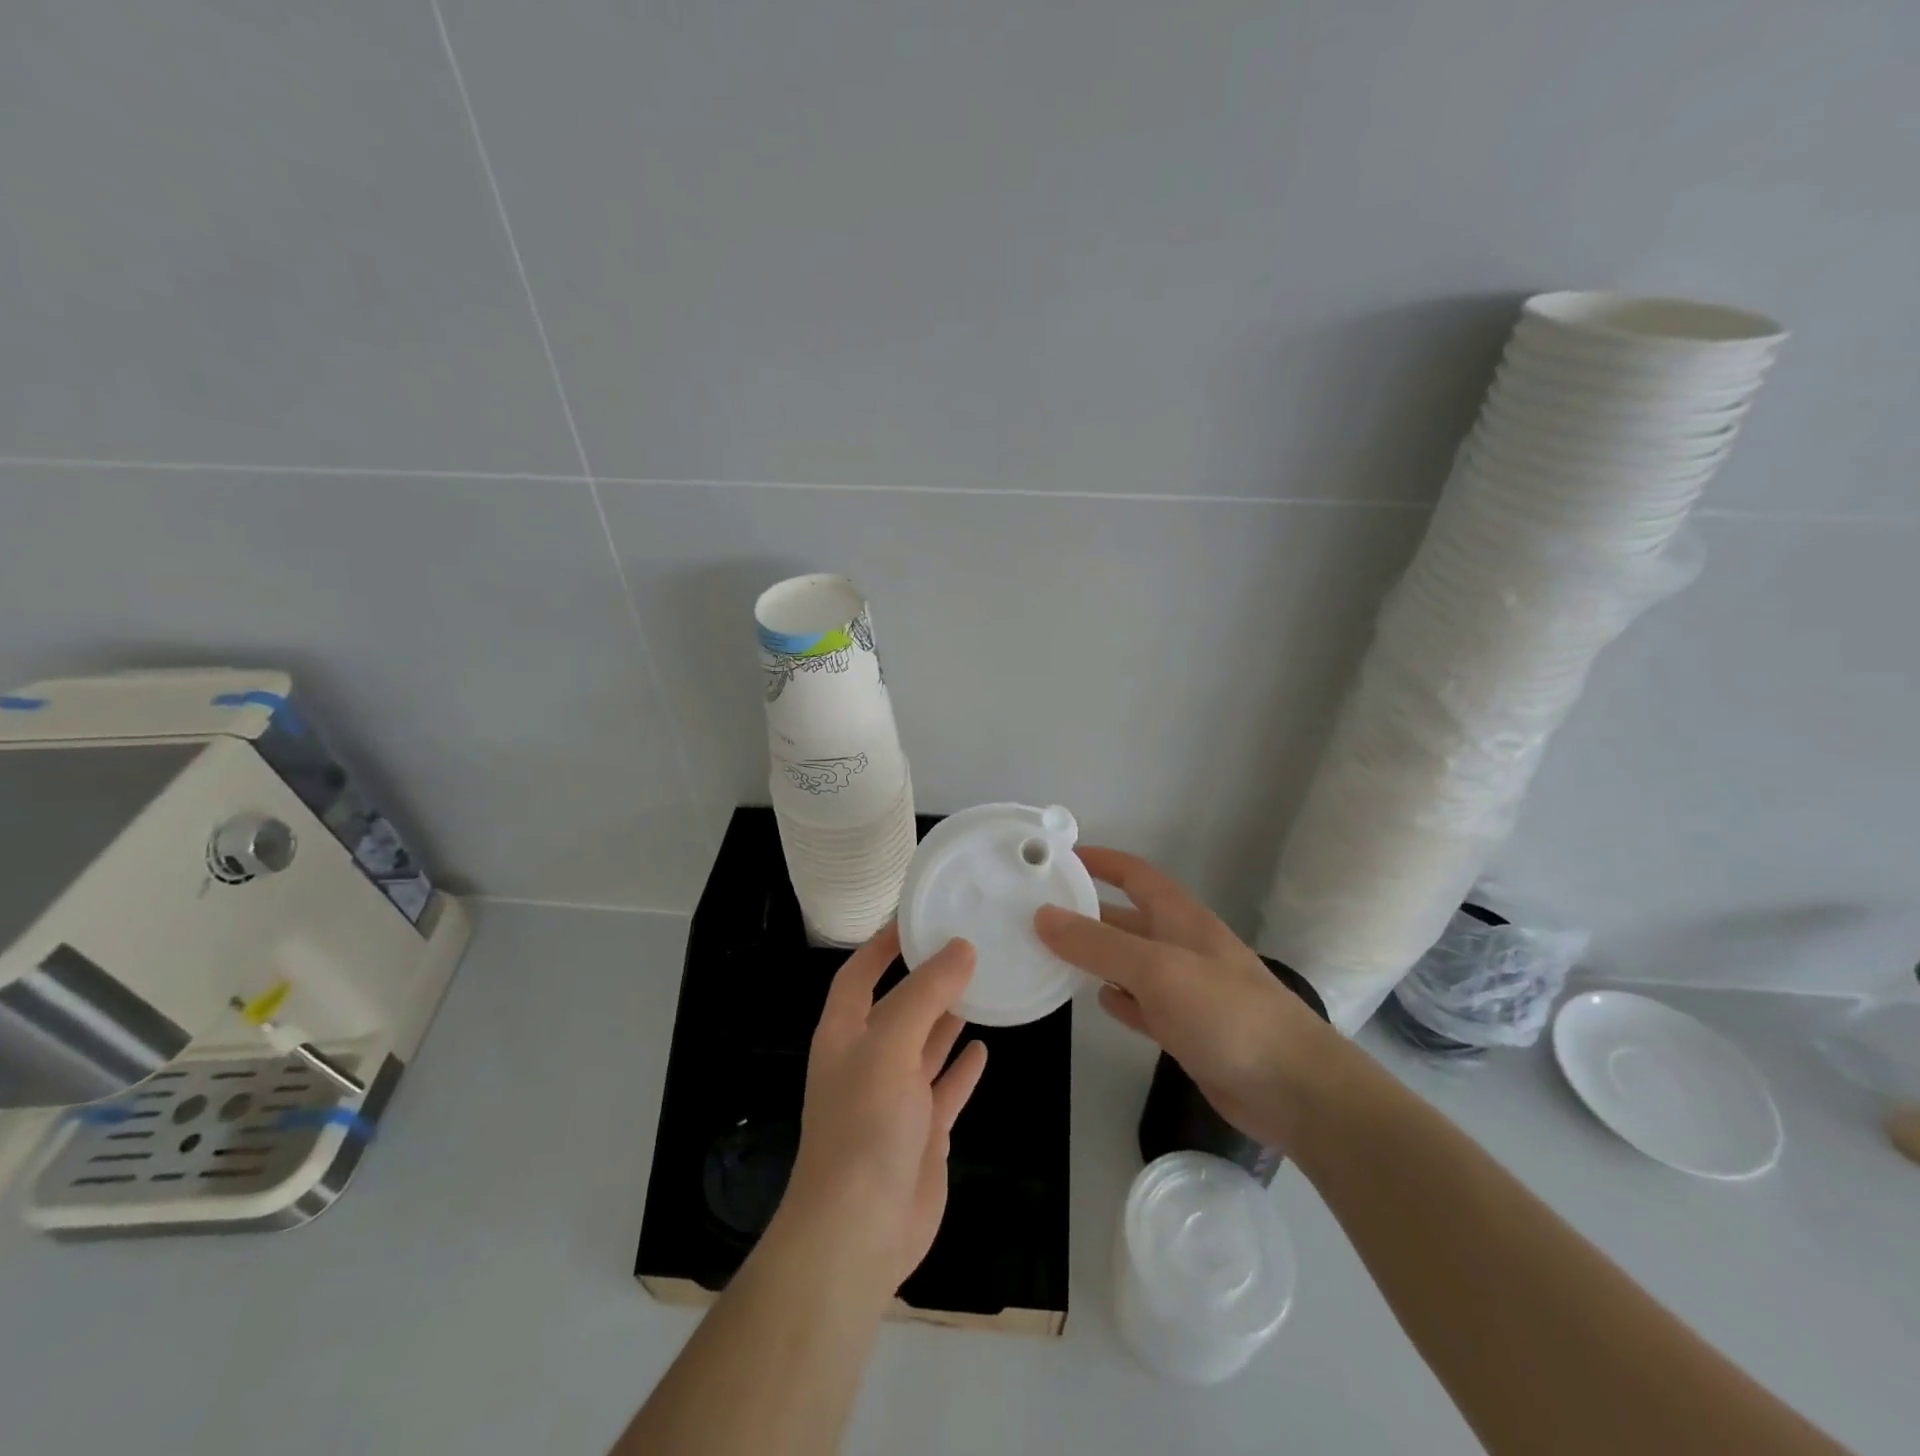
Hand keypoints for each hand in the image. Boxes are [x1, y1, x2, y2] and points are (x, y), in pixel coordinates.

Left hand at [776, 924, 989, 1298]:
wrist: (860, 1231)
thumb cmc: (864, 1124)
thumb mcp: (890, 1045)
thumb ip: (926, 994)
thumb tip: (961, 947)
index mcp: (845, 1035)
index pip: (859, 975)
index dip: (881, 945)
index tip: (915, 917)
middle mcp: (868, 1060)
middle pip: (898, 1006)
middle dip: (925, 978)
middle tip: (965, 945)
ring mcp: (896, 1098)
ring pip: (925, 1045)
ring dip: (947, 1018)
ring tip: (981, 984)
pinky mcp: (923, 1132)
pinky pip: (946, 1088)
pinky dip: (962, 1068)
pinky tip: (984, 1047)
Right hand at [1035, 847, 1340, 1151]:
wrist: (1293, 1089)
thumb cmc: (1225, 1014)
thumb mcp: (1156, 969)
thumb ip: (1098, 944)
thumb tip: (1043, 915)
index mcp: (1181, 918)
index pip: (1136, 874)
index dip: (1101, 861)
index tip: (1059, 858)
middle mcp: (1183, 946)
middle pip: (1128, 919)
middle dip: (1088, 912)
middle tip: (1038, 914)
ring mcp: (1187, 989)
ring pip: (1132, 962)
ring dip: (1098, 956)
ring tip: (1052, 955)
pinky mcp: (1188, 1029)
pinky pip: (1143, 1003)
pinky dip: (1119, 998)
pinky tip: (1098, 1000)